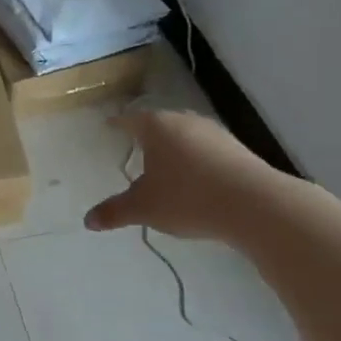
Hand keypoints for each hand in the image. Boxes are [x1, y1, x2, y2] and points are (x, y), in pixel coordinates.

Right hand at [84, 110, 271, 241]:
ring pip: (185, 136)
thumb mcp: (144, 208)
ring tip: (165, 167)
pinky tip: (195, 180)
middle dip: (147, 136)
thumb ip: (115, 212)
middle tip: (135, 147)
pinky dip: (195, 161)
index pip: (130, 119)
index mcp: (157, 127)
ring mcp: (214, 133)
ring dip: (174, 149)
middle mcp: (185, 121)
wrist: (252, 203)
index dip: (118, 124)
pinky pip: (206, 150)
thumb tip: (88, 221)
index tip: (110, 125)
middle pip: (160, 124)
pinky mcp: (237, 149)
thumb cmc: (187, 198)